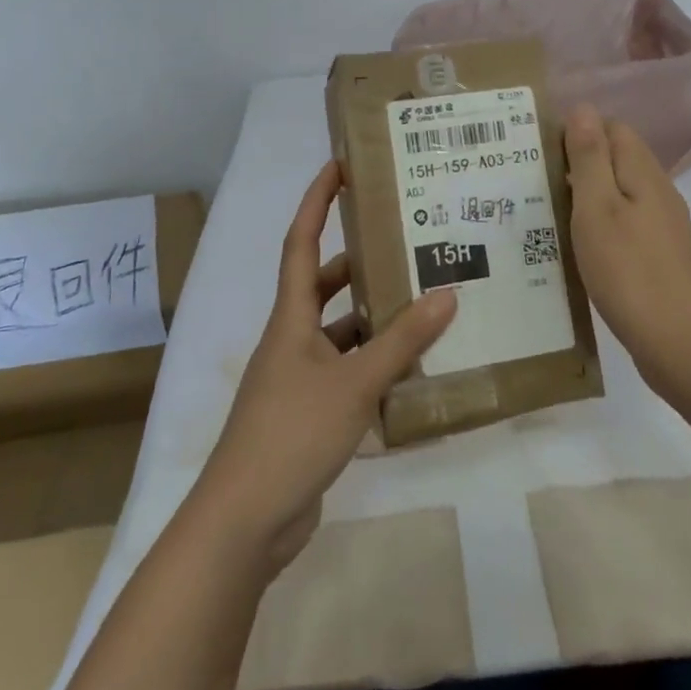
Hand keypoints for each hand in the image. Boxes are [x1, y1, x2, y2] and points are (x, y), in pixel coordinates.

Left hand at [193, 161, 456, 574]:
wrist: (244, 522)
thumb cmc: (290, 435)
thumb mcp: (353, 383)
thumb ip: (401, 341)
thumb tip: (446, 293)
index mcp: (290, 319)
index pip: (299, 243)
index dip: (316, 202)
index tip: (339, 166)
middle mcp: (291, 341)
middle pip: (322, 286)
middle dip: (357, 262)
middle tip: (404, 243)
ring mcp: (298, 380)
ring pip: (340, 333)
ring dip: (374, 319)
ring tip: (423, 303)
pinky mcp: (309, 414)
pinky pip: (347, 373)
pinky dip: (375, 365)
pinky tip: (412, 369)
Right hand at [565, 105, 690, 382]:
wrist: (681, 343)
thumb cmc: (629, 271)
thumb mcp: (597, 209)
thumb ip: (590, 158)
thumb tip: (582, 108)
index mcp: (644, 173)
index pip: (613, 129)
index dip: (578, 132)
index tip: (542, 154)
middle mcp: (659, 193)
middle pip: (618, 160)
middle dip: (579, 165)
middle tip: (536, 185)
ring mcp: (664, 227)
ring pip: (621, 194)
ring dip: (588, 198)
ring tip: (550, 215)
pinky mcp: (662, 258)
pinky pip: (627, 225)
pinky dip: (602, 227)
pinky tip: (580, 249)